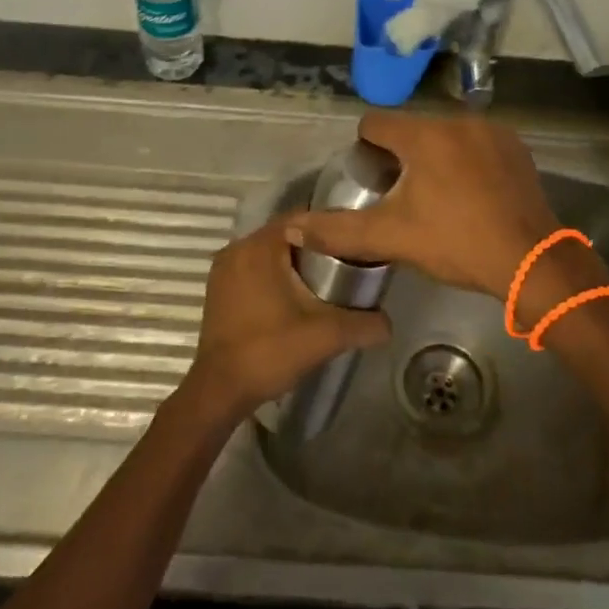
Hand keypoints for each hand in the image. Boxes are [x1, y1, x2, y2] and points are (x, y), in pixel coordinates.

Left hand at [184, 214, 389, 420]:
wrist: (221, 390)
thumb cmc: (270, 351)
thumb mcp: (326, 335)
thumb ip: (364, 324)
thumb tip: (390, 323)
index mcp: (260, 246)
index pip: (303, 218)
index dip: (332, 227)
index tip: (356, 242)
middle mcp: (237, 248)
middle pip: (286, 234)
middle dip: (315, 246)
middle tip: (346, 262)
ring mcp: (224, 269)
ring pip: (268, 253)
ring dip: (294, 262)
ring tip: (326, 280)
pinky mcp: (218, 290)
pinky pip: (253, 269)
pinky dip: (274, 276)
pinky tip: (295, 297)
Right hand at [286, 111, 561, 298]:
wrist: (532, 262)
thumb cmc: (456, 243)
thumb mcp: (391, 237)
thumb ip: (337, 231)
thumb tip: (290, 230)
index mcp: (423, 135)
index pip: (375, 123)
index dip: (364, 148)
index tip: (369, 178)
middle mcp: (457, 121)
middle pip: (412, 129)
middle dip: (401, 155)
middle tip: (401, 195)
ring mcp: (492, 132)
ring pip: (446, 136)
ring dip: (435, 156)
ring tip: (437, 197)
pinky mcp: (516, 148)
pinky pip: (477, 144)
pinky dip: (467, 161)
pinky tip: (471, 195)